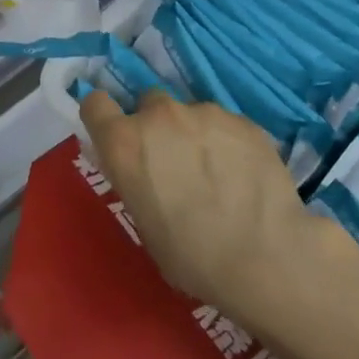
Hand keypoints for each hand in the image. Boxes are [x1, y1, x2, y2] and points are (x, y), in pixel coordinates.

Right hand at [79, 90, 332, 333]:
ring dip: (194, 133)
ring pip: (190, 112)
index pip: (95, 104)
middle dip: (156, 125)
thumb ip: (136, 180)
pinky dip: (227, 141)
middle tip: (174, 160)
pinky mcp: (243, 119)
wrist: (263, 255)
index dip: (104, 117)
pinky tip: (243, 173)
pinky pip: (225, 123)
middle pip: (148, 102)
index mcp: (124, 144)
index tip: (116, 135)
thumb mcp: (143, 223)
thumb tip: (145, 171)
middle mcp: (159, 116)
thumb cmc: (191, 256)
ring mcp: (205, 112)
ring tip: (217, 170)